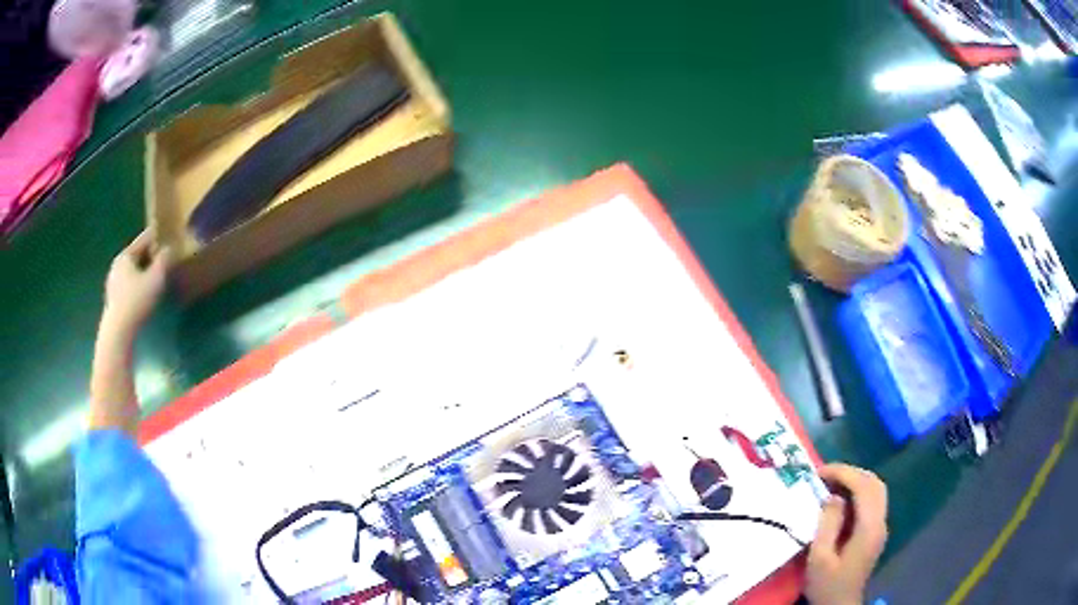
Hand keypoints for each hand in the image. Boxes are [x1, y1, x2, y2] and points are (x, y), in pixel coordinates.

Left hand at [102, 230, 170, 336]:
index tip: (170, 236)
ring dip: (144, 271)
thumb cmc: (136, 301)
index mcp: (125, 255)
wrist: (118, 332)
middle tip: (165, 258)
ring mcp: (113, 283)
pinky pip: (129, 285)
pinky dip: (138, 284)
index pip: (144, 239)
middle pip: (137, 255)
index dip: (158, 237)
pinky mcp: (113, 300)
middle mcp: (117, 265)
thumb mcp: (156, 279)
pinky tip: (145, 293)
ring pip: (132, 271)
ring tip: (157, 277)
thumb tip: (169, 248)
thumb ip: (163, 261)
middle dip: (150, 256)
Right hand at [805, 463, 888, 604]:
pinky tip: (841, 499)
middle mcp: (880, 523)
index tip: (820, 472)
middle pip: (875, 484)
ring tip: (832, 483)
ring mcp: (880, 528)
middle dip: (852, 473)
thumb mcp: (819, 558)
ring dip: (856, 481)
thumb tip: (833, 496)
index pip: (864, 487)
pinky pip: (872, 502)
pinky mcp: (875, 533)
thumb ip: (828, 524)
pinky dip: (858, 492)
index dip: (844, 473)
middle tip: (826, 474)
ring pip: (876, 491)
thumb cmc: (827, 585)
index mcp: (868, 528)